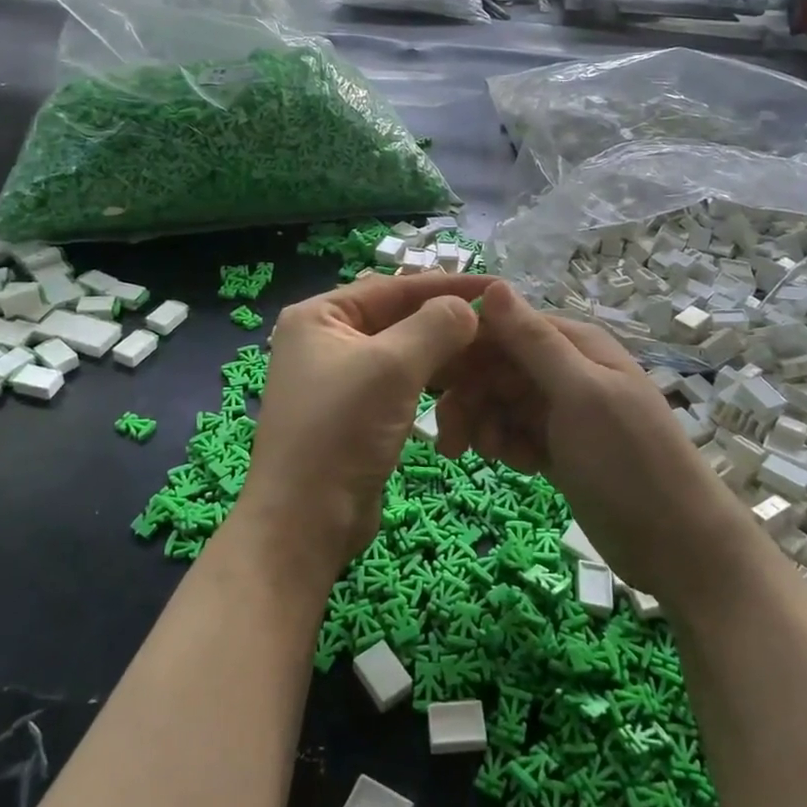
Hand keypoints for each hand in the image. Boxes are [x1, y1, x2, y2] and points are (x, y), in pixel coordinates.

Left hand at [244, 272, 490, 582]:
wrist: (306, 521)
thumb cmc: (341, 431)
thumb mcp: (392, 367)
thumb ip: (435, 326)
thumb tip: (469, 308)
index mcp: (320, 316)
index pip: (393, 287)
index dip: (447, 285)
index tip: (497, 287)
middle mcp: (325, 340)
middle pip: (399, 318)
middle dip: (448, 323)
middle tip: (500, 326)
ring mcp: (340, 379)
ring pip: (404, 354)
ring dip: (444, 357)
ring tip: (490, 356)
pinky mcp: (356, 414)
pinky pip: (401, 385)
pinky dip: (431, 384)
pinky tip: (464, 387)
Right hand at [434, 282, 736, 601]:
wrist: (677, 544)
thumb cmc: (628, 461)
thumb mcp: (580, 394)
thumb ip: (535, 341)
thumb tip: (494, 283)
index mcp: (574, 344)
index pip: (504, 327)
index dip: (466, 349)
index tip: (433, 380)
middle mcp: (566, 370)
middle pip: (497, 367)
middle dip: (470, 398)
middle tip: (450, 441)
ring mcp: (563, 411)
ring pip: (501, 402)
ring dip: (485, 425)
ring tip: (489, 457)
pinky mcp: (559, 447)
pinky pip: (516, 433)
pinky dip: (508, 446)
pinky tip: (520, 467)